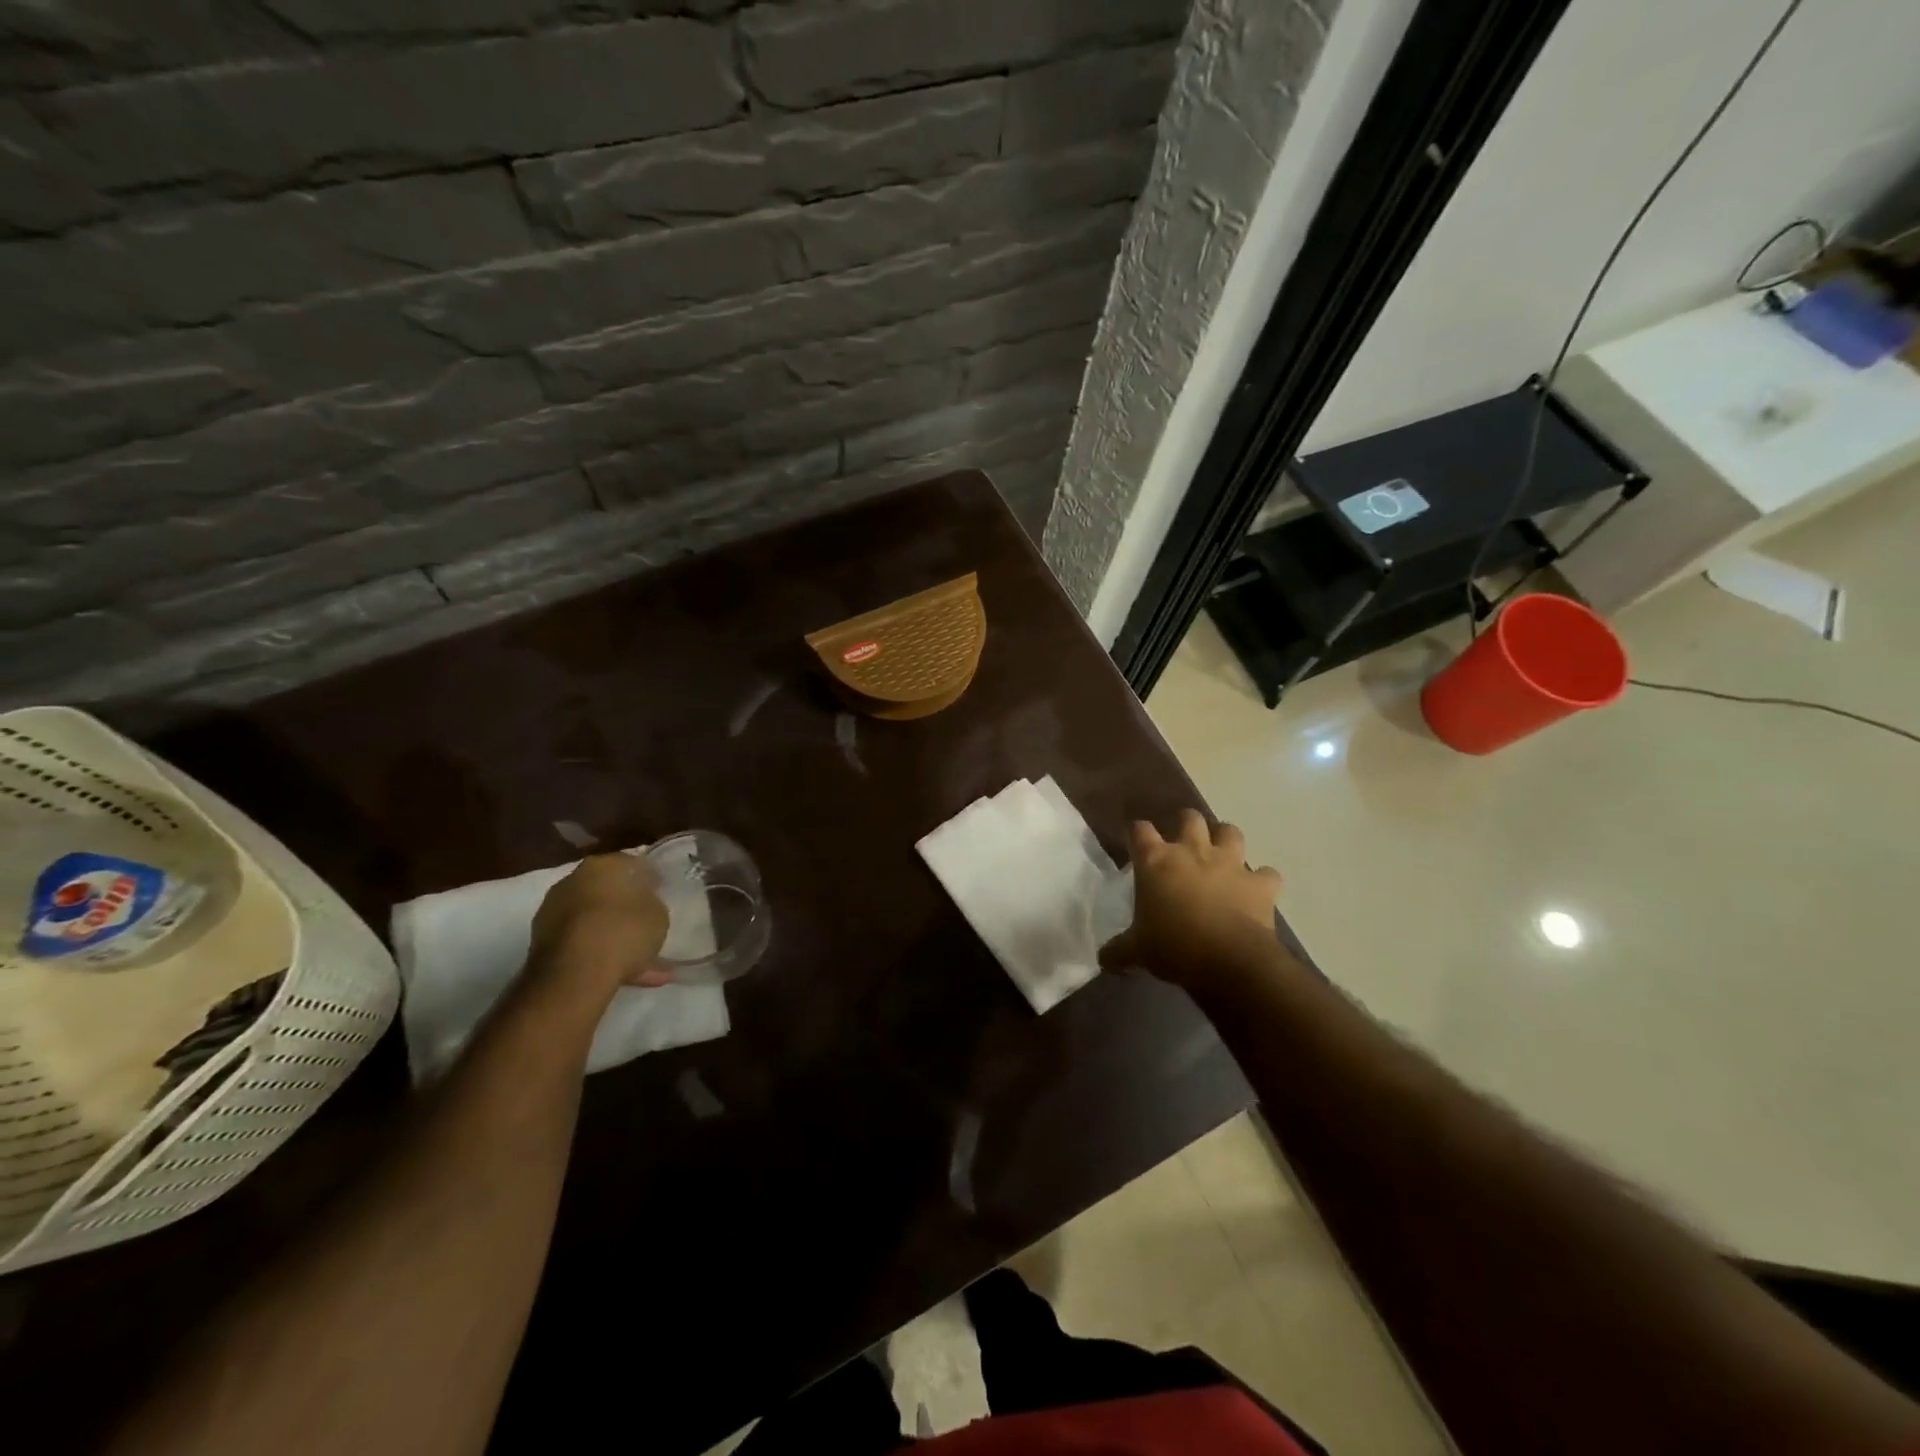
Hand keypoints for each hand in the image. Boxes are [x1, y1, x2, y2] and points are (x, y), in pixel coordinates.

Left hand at [527, 854, 672, 1008]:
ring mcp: (552, 913)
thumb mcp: (658, 915)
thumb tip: (646, 904)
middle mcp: (572, 882)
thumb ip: (652, 904)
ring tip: (642, 956)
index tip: (661, 891)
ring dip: (613, 933)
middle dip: (625, 904)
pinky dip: (600, 952)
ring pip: (593, 920)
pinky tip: (626, 971)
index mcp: (601, 865)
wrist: (574, 976)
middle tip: (646, 920)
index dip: (650, 877)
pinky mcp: (542, 944)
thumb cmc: (622, 932)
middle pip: (606, 890)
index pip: (631, 863)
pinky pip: (582, 942)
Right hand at [1099, 811, 1285, 992]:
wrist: (1228, 961)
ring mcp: (1230, 863)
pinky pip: (1267, 873)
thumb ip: (1118, 950)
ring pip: (1230, 832)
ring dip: (1226, 839)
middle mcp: (1193, 851)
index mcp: (1156, 861)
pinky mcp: (1260, 884)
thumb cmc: (1172, 947)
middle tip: (1183, 841)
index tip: (1136, 844)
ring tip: (1222, 854)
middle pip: (1189, 818)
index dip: (1137, 834)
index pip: (1140, 830)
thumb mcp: (1136, 951)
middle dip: (1186, 823)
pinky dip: (1263, 880)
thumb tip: (1103, 959)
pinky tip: (1257, 890)